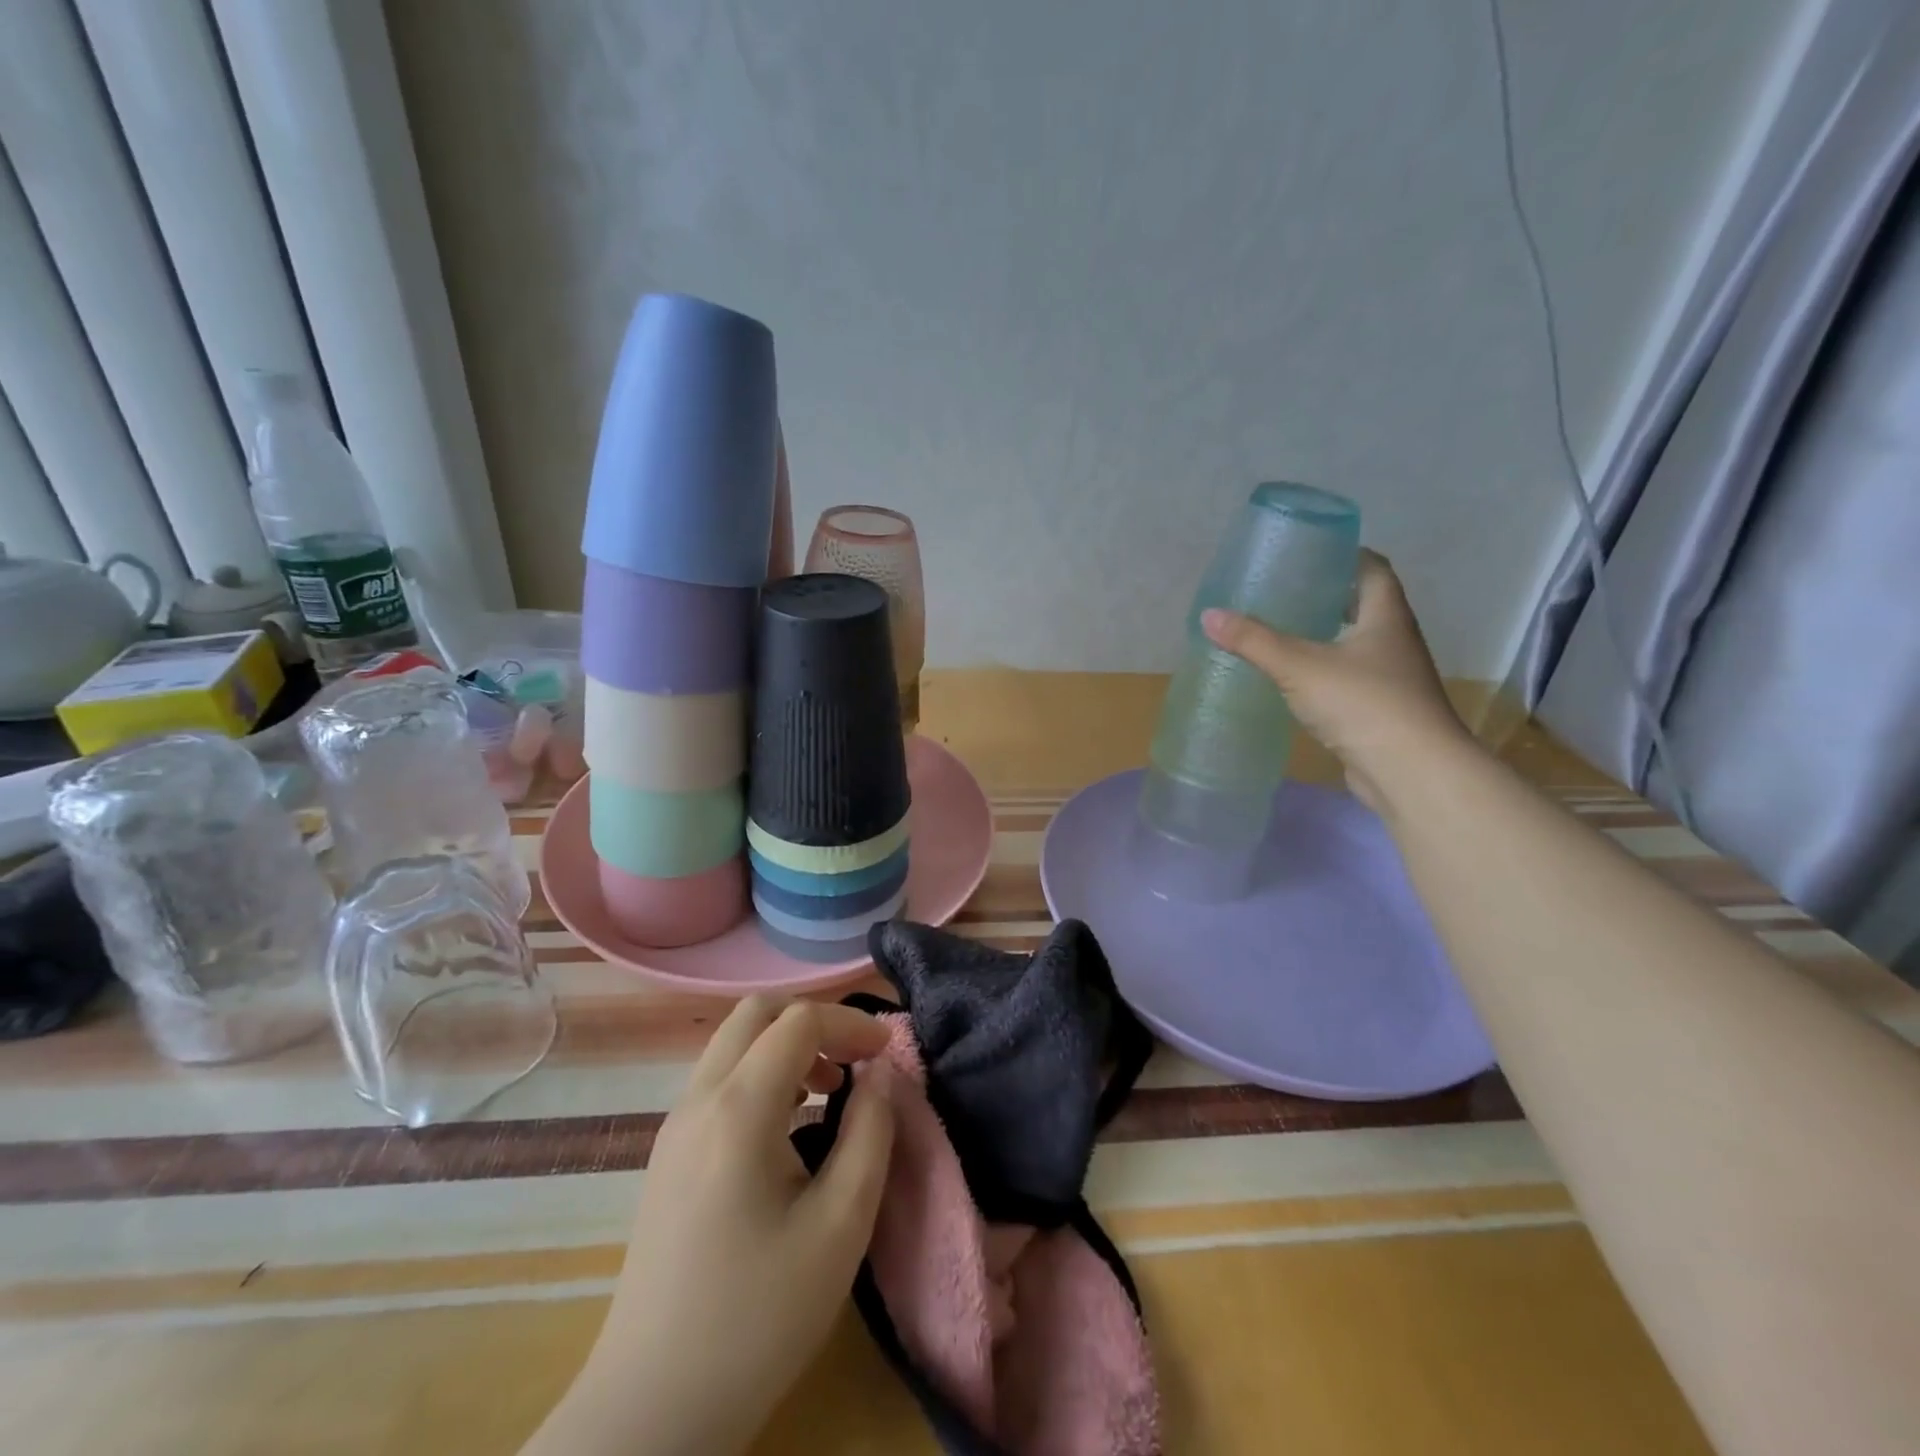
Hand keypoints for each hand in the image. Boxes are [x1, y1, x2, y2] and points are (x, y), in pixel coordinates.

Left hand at [530, 998, 893, 1455]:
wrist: (652, 1408)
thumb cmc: (759, 1316)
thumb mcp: (841, 1225)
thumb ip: (871, 1133)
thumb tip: (881, 1074)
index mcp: (738, 1109)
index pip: (798, 1021)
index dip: (850, 1022)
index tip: (887, 1053)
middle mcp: (698, 1100)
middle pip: (756, 1013)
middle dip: (814, 1020)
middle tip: (855, 1060)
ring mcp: (674, 1125)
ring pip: (733, 1043)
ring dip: (786, 1045)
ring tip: (829, 1091)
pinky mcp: (668, 1154)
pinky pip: (719, 1079)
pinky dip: (762, 1073)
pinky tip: (789, 1126)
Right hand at [1201, 550, 1472, 813]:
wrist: (1410, 771)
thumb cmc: (1363, 703)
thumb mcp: (1299, 666)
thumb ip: (1254, 640)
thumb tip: (1209, 615)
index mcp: (1386, 616)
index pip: (1372, 569)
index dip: (1345, 554)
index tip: (1309, 551)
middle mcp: (1394, 641)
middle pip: (1363, 605)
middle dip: (1327, 595)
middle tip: (1282, 591)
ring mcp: (1391, 678)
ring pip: (1355, 644)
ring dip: (1324, 635)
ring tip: (1280, 631)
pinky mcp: (1380, 710)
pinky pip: (1347, 678)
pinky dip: (1322, 671)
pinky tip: (1293, 679)